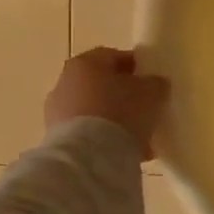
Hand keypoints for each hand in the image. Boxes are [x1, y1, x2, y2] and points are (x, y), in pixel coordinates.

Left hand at [43, 47, 169, 157]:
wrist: (88, 156)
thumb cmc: (120, 112)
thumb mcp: (151, 92)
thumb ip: (155, 83)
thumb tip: (154, 83)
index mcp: (85, 63)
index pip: (114, 57)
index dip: (136, 67)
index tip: (151, 81)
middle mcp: (65, 83)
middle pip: (101, 85)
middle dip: (123, 96)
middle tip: (145, 109)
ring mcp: (57, 113)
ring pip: (94, 111)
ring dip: (114, 120)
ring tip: (139, 137)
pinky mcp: (57, 140)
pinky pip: (88, 134)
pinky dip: (105, 139)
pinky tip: (126, 151)